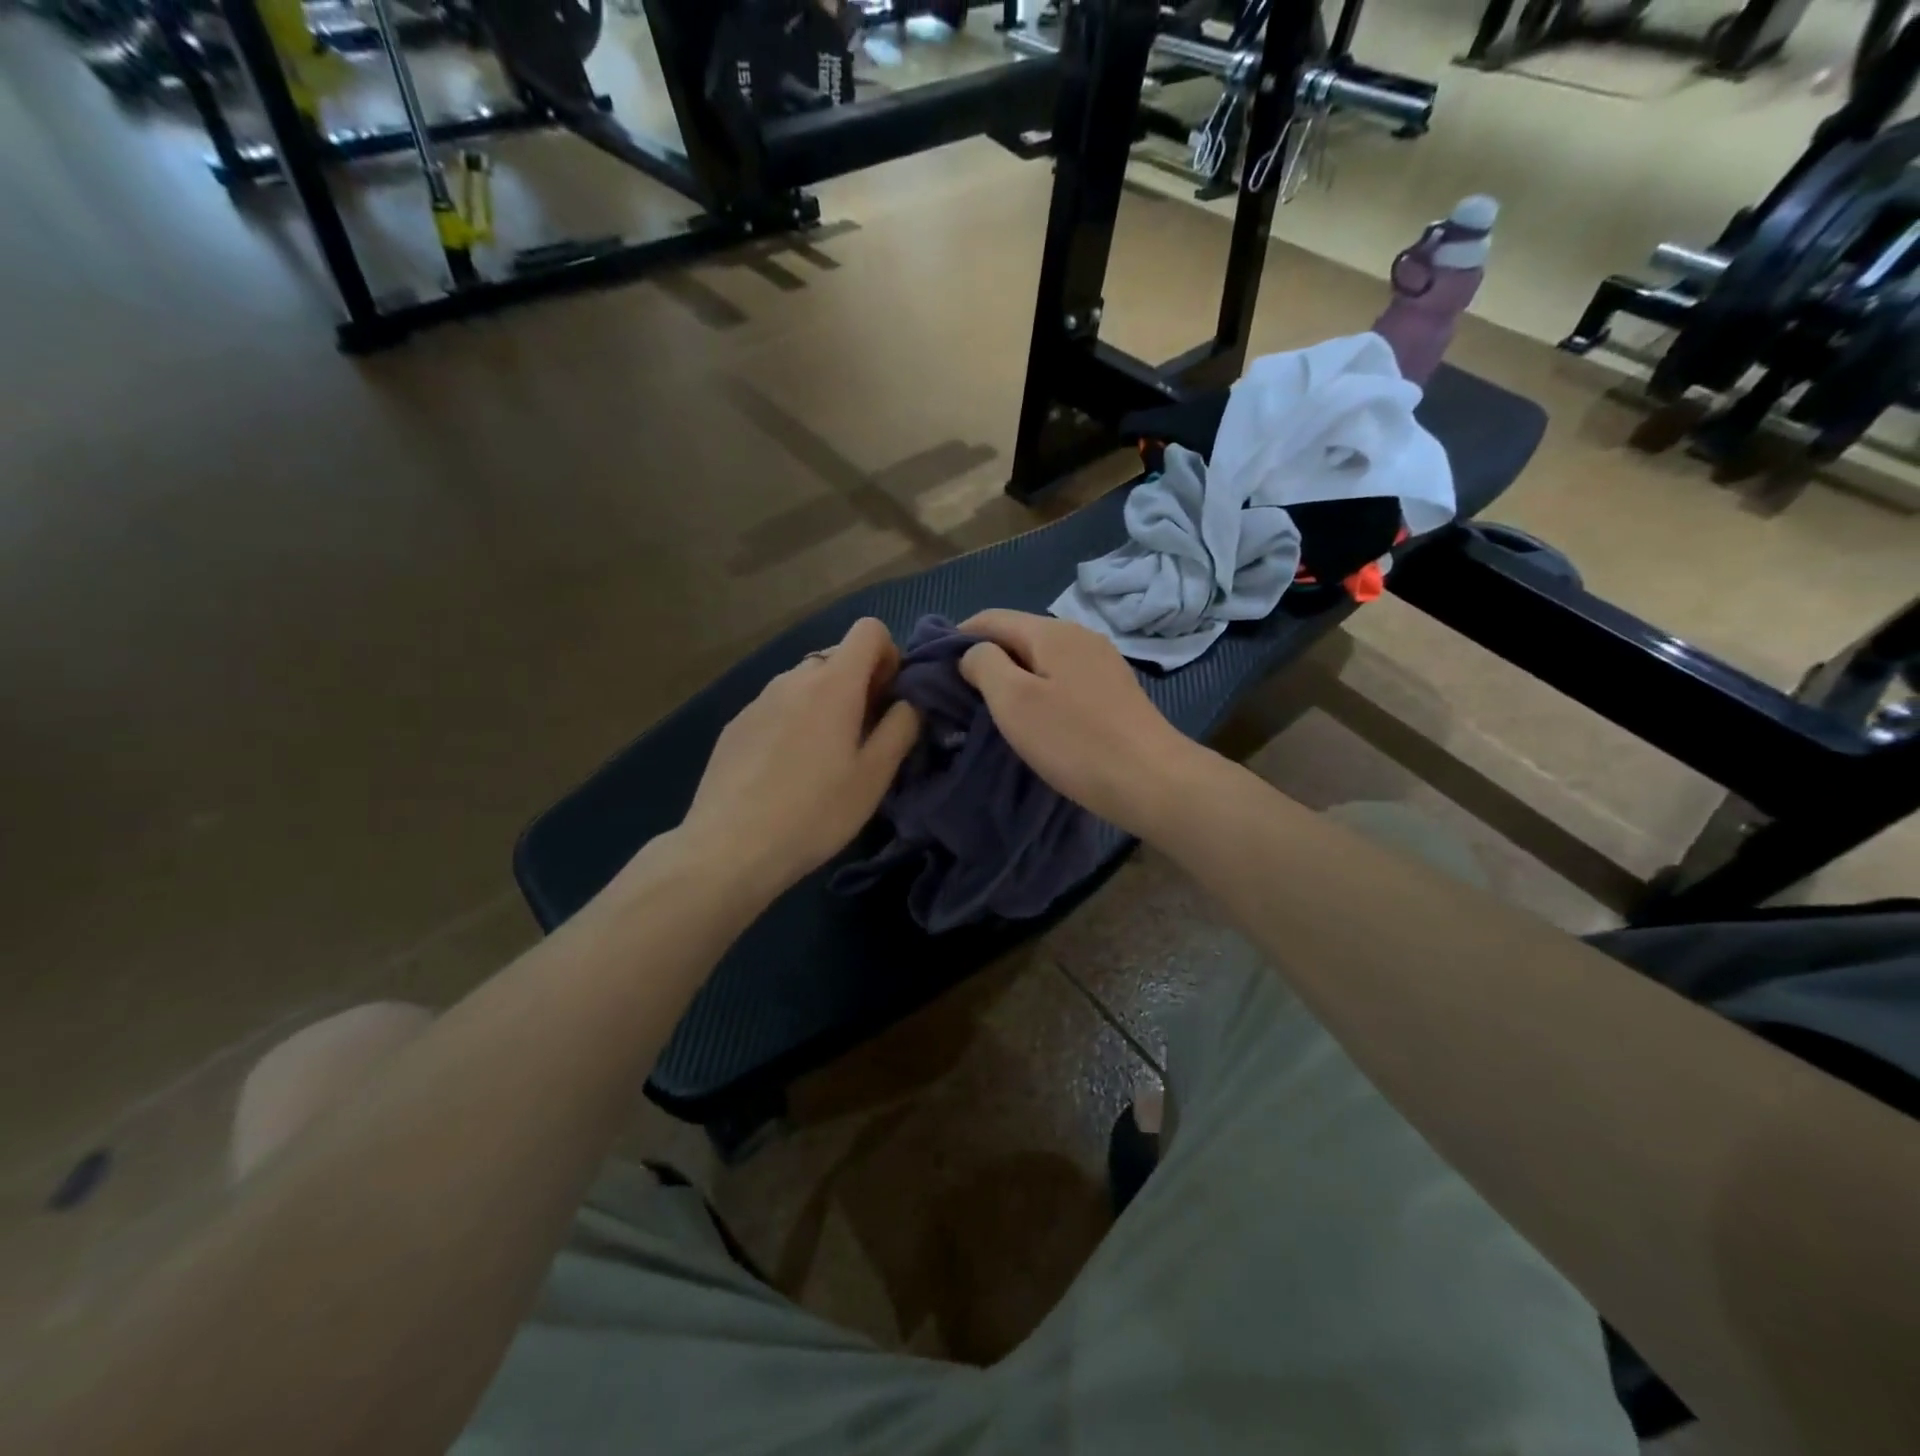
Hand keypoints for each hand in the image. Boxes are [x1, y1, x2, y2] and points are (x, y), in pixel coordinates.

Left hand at [681, 618, 920, 900]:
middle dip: (860, 684)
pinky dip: (794, 721)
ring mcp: (759, 699)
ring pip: (806, 683)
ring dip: (826, 703)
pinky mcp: (736, 724)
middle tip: (863, 737)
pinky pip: (778, 706)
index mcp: (833, 683)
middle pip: (837, 657)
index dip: (889, 655)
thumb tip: (909, 701)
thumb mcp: (875, 776)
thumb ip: (901, 727)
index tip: (889, 700)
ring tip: (824, 758)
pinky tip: (787, 771)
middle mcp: (794, 678)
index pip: (869, 629)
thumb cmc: (816, 812)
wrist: (730, 847)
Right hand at [957, 610, 1207, 838]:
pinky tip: (1033, 719)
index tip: (934, 670)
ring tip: (989, 710)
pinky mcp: (1113, 692)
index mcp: (1052, 631)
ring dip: (1011, 678)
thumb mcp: (1014, 700)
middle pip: (1018, 636)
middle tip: (958, 696)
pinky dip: (1038, 691)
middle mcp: (1079, 636)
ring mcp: (1101, 663)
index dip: (957, 638)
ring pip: (1041, 659)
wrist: (1152, 780)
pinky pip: (1062, 680)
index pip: (991, 618)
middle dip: (985, 659)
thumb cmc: (1075, 740)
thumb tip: (973, 653)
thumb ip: (984, 664)